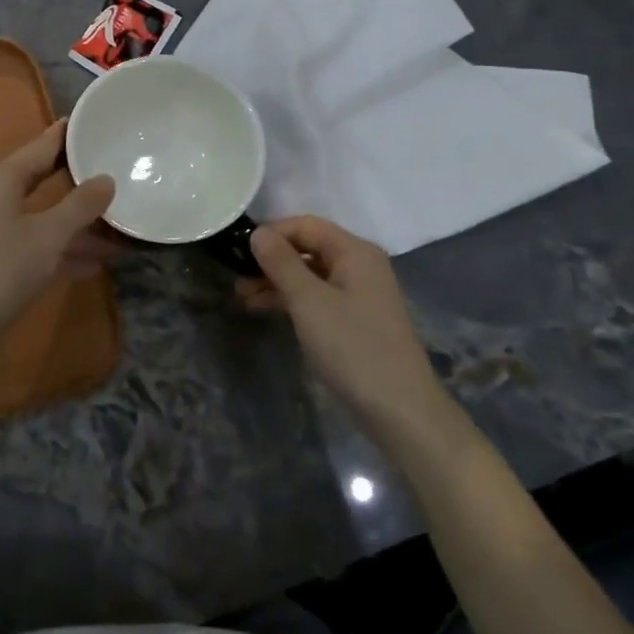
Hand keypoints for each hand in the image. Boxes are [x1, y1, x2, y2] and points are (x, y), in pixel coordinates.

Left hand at [0, 121, 117, 339]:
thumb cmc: (5, 268)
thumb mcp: (51, 235)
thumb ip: (81, 205)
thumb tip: (106, 180)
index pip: (40, 147)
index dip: (65, 136)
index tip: (88, 122)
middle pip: (38, 181)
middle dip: (75, 184)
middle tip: (107, 170)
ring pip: (37, 217)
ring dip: (73, 226)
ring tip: (115, 231)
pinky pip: (29, 242)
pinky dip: (57, 248)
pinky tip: (93, 263)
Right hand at [238, 216, 442, 425]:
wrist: (398, 408)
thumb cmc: (352, 346)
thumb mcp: (309, 301)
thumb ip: (281, 263)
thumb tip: (258, 233)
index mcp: (355, 252)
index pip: (307, 225)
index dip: (272, 233)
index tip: (238, 250)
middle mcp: (360, 266)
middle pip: (308, 248)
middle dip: (271, 259)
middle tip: (235, 276)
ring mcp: (358, 294)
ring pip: (310, 275)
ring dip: (276, 281)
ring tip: (242, 296)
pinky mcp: (354, 320)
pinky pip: (317, 297)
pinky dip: (291, 300)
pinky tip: (264, 309)